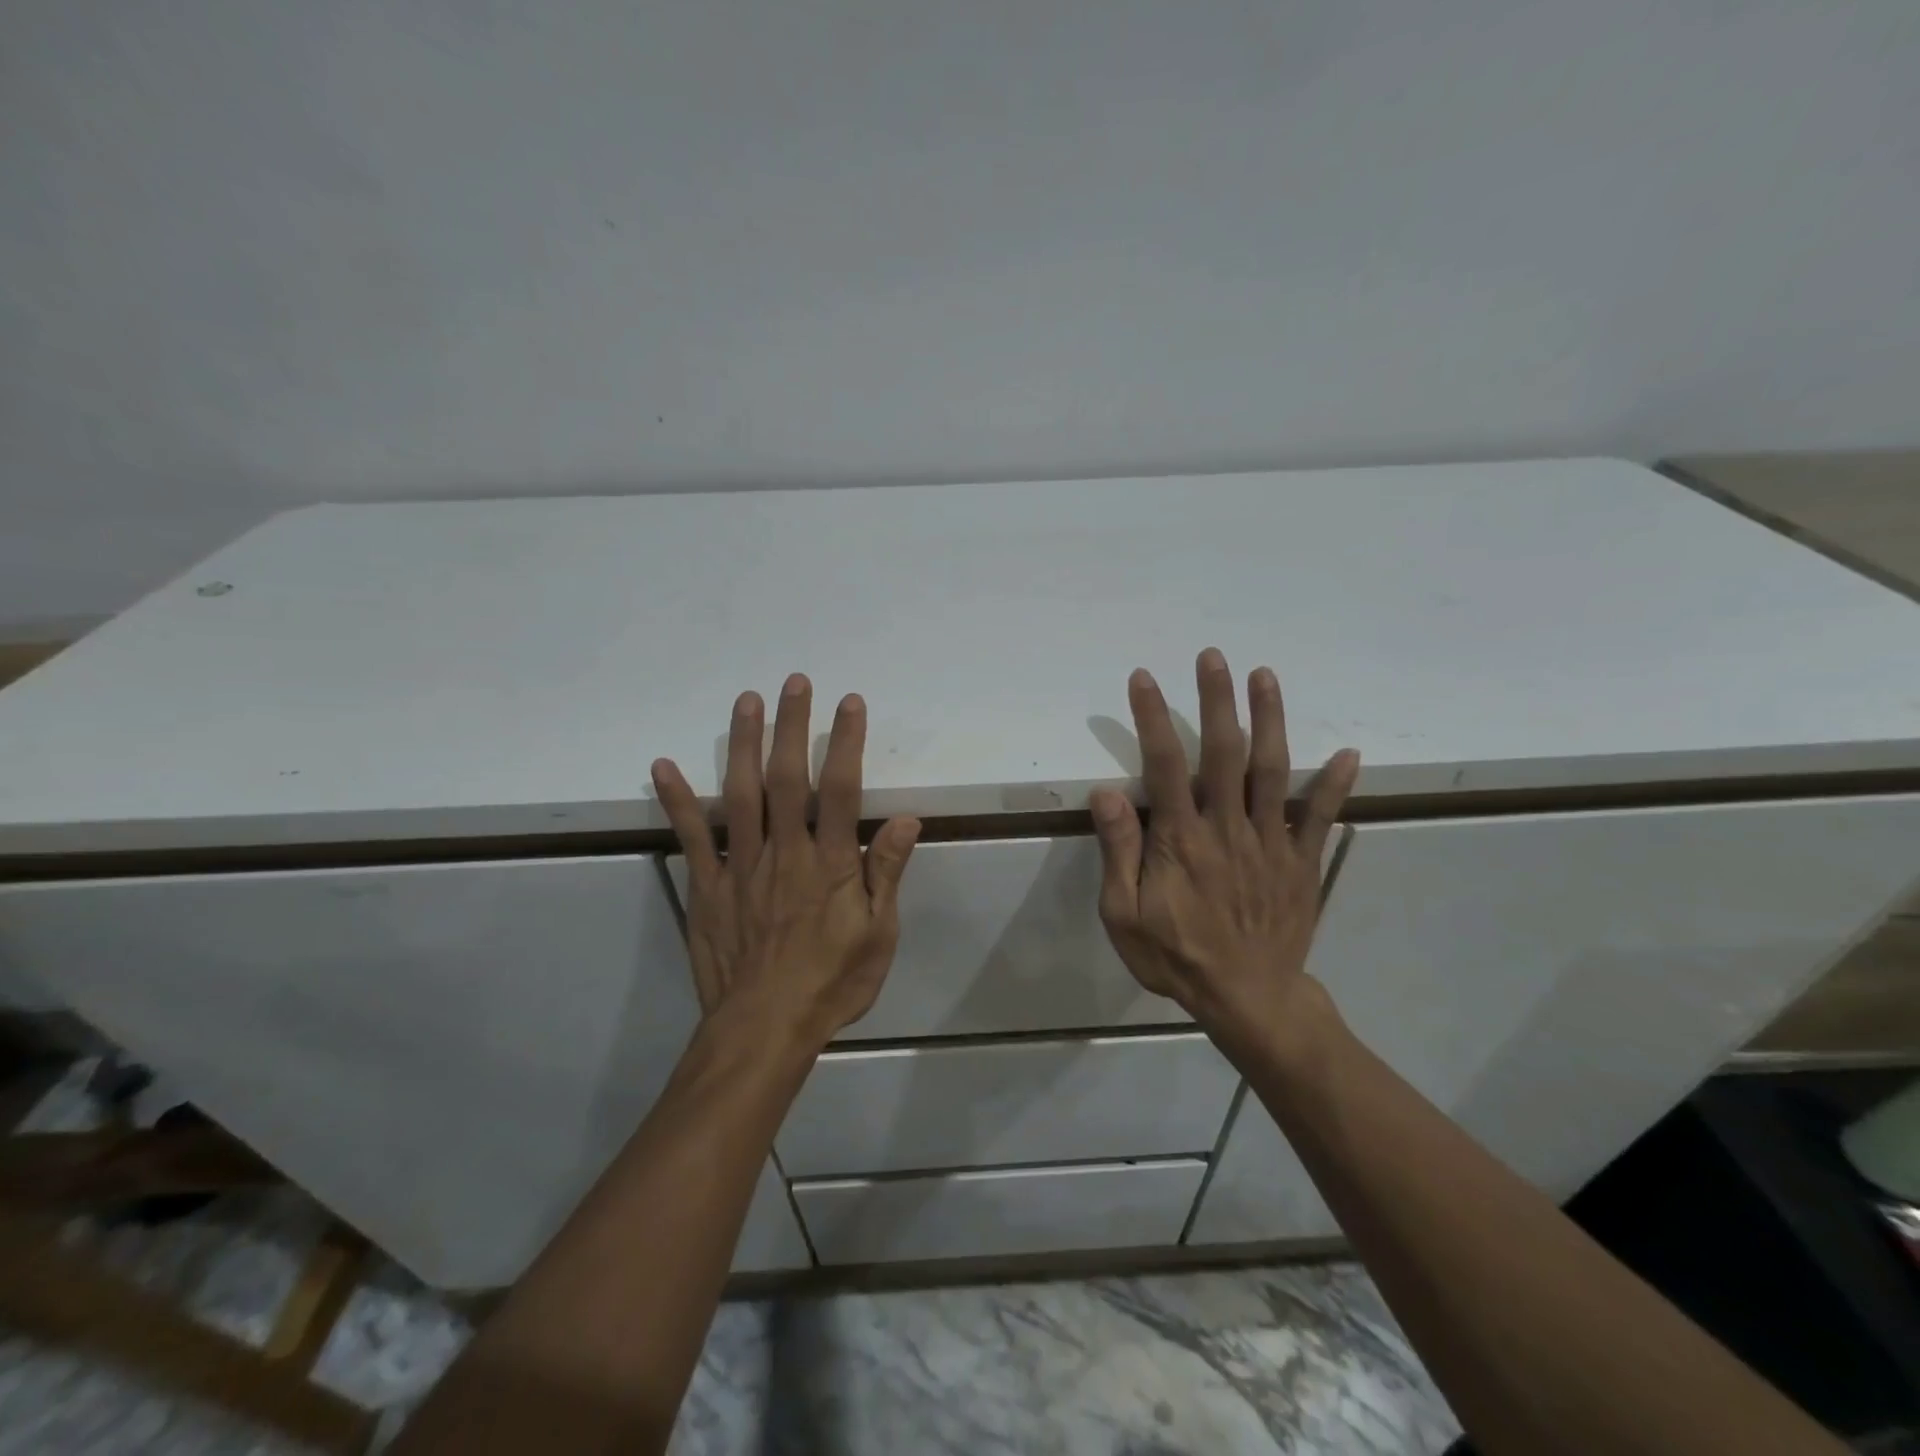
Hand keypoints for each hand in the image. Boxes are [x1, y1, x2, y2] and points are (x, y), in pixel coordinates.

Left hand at [651, 674, 920, 1050]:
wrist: (763, 1031)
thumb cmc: (830, 984)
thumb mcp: (877, 936)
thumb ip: (886, 874)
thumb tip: (906, 820)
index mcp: (829, 864)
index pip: (839, 790)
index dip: (845, 742)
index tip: (849, 703)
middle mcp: (784, 853)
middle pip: (786, 778)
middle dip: (791, 726)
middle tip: (793, 681)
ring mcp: (740, 867)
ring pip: (740, 794)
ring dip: (742, 744)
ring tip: (746, 701)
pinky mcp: (707, 887)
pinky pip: (691, 838)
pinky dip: (678, 801)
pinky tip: (663, 765)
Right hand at [1089, 649, 1358, 1063]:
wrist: (1248, 1000)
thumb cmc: (1176, 957)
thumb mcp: (1125, 915)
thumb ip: (1120, 852)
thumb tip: (1107, 793)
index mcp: (1183, 840)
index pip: (1165, 765)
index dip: (1153, 718)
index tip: (1144, 678)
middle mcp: (1228, 828)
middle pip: (1223, 753)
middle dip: (1217, 701)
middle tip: (1213, 656)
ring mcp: (1271, 842)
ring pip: (1272, 771)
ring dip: (1269, 720)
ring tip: (1265, 676)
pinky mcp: (1302, 861)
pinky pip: (1320, 817)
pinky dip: (1335, 784)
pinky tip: (1349, 753)